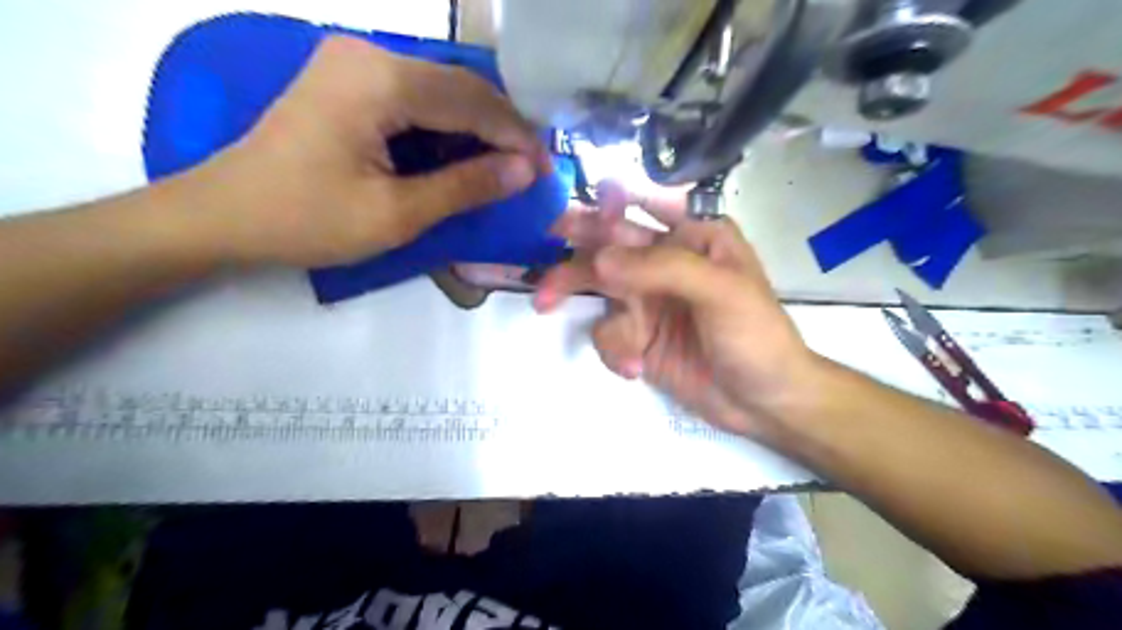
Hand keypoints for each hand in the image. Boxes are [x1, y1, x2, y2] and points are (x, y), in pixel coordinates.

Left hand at [183, 34, 550, 265]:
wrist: (224, 215)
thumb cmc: (307, 220)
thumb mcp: (396, 213)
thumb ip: (465, 187)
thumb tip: (526, 171)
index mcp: (379, 80)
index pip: (471, 99)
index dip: (515, 135)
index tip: (546, 170)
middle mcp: (368, 53)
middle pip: (459, 85)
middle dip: (501, 128)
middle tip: (530, 169)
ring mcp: (354, 62)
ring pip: (441, 89)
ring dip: (477, 127)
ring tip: (505, 166)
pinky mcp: (347, 80)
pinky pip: (416, 96)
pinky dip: (447, 126)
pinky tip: (463, 153)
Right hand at [534, 182, 817, 437]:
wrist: (764, 402)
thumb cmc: (755, 336)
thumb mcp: (720, 292)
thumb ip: (662, 268)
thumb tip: (598, 260)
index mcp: (694, 236)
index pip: (642, 208)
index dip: (603, 208)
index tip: (565, 220)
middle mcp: (665, 261)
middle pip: (608, 247)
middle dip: (575, 258)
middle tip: (538, 269)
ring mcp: (648, 300)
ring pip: (599, 291)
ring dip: (596, 315)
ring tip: (592, 334)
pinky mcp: (637, 336)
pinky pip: (607, 332)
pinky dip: (614, 350)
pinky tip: (636, 369)